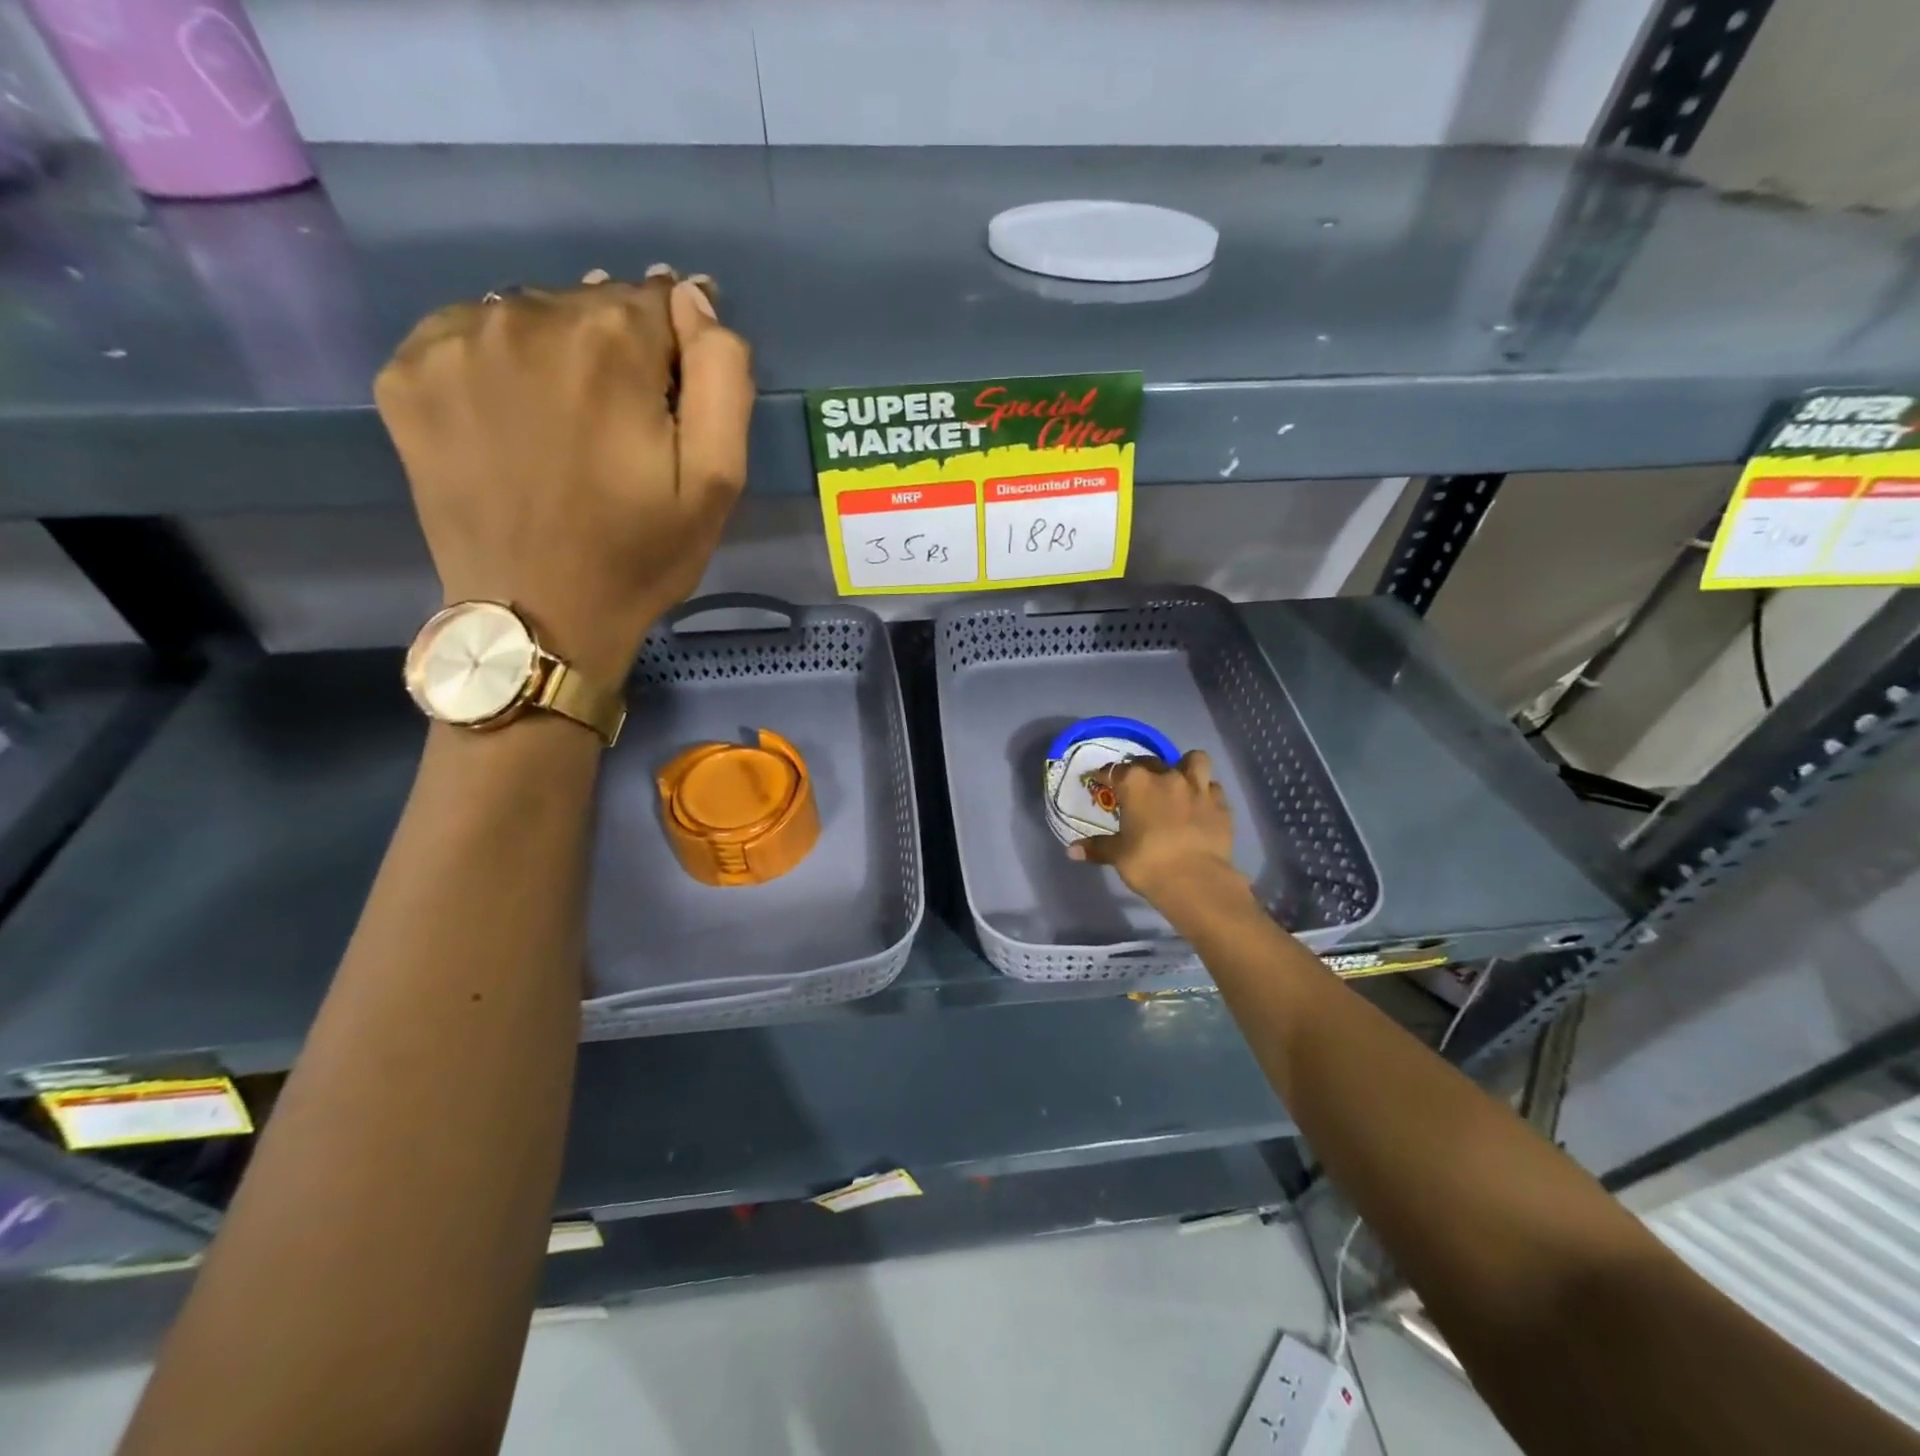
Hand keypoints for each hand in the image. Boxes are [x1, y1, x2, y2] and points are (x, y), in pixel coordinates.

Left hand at [375, 267, 754, 681]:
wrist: (536, 619)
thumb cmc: (639, 556)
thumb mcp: (717, 481)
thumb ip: (722, 377)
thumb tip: (693, 300)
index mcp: (609, 342)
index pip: (661, 301)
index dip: (675, 356)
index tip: (669, 410)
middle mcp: (523, 317)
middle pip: (592, 305)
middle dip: (617, 355)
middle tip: (618, 432)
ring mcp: (452, 343)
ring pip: (529, 318)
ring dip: (557, 358)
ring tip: (564, 432)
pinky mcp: (405, 375)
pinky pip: (468, 339)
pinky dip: (496, 368)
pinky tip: (510, 426)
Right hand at [1070, 751, 1250, 913]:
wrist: (1195, 880)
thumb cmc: (1148, 863)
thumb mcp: (1118, 855)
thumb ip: (1097, 847)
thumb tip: (1072, 851)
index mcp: (1136, 784)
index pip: (1115, 770)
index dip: (1106, 775)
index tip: (1101, 782)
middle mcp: (1167, 777)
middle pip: (1151, 761)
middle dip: (1142, 769)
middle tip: (1138, 787)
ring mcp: (1198, 788)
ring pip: (1194, 760)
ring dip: (1185, 767)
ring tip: (1179, 782)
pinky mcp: (1220, 804)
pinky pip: (1213, 788)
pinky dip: (1206, 793)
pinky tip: (1200, 806)